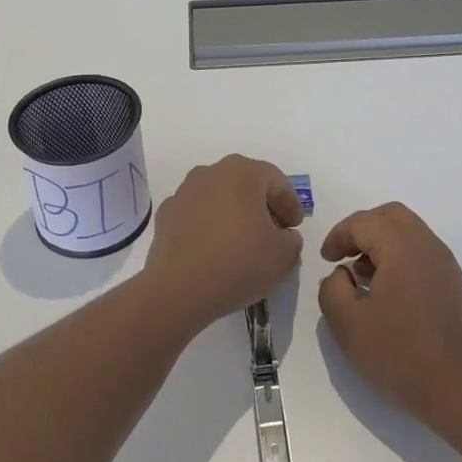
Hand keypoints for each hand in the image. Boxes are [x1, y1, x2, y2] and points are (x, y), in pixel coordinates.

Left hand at [142, 155, 304, 327]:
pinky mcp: (166, 216)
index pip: (277, 181)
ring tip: (243, 244)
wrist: (179, 289)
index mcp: (243, 172)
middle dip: (262, 206)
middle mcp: (211, 172)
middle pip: (246, 184)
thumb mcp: (284, 254)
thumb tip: (282, 236)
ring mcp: (184, 192)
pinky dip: (209, 227)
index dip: (291, 205)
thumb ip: (292, 239)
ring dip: (234, 215)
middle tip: (274, 232)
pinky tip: (215, 251)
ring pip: (219, 198)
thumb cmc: (239, 262)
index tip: (295, 227)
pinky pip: (197, 216)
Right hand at [318, 202, 461, 428]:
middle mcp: (429, 246)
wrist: (459, 392)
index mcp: (403, 247)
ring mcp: (447, 265)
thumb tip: (342, 274)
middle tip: (344, 256)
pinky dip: (401, 259)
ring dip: (383, 244)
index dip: (339, 235)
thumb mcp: (347, 325)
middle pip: (392, 216)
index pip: (364, 221)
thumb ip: (332, 289)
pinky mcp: (456, 286)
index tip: (325, 260)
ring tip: (363, 278)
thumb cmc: (399, 355)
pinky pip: (423, 255)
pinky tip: (389, 295)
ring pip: (410, 233)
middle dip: (363, 230)